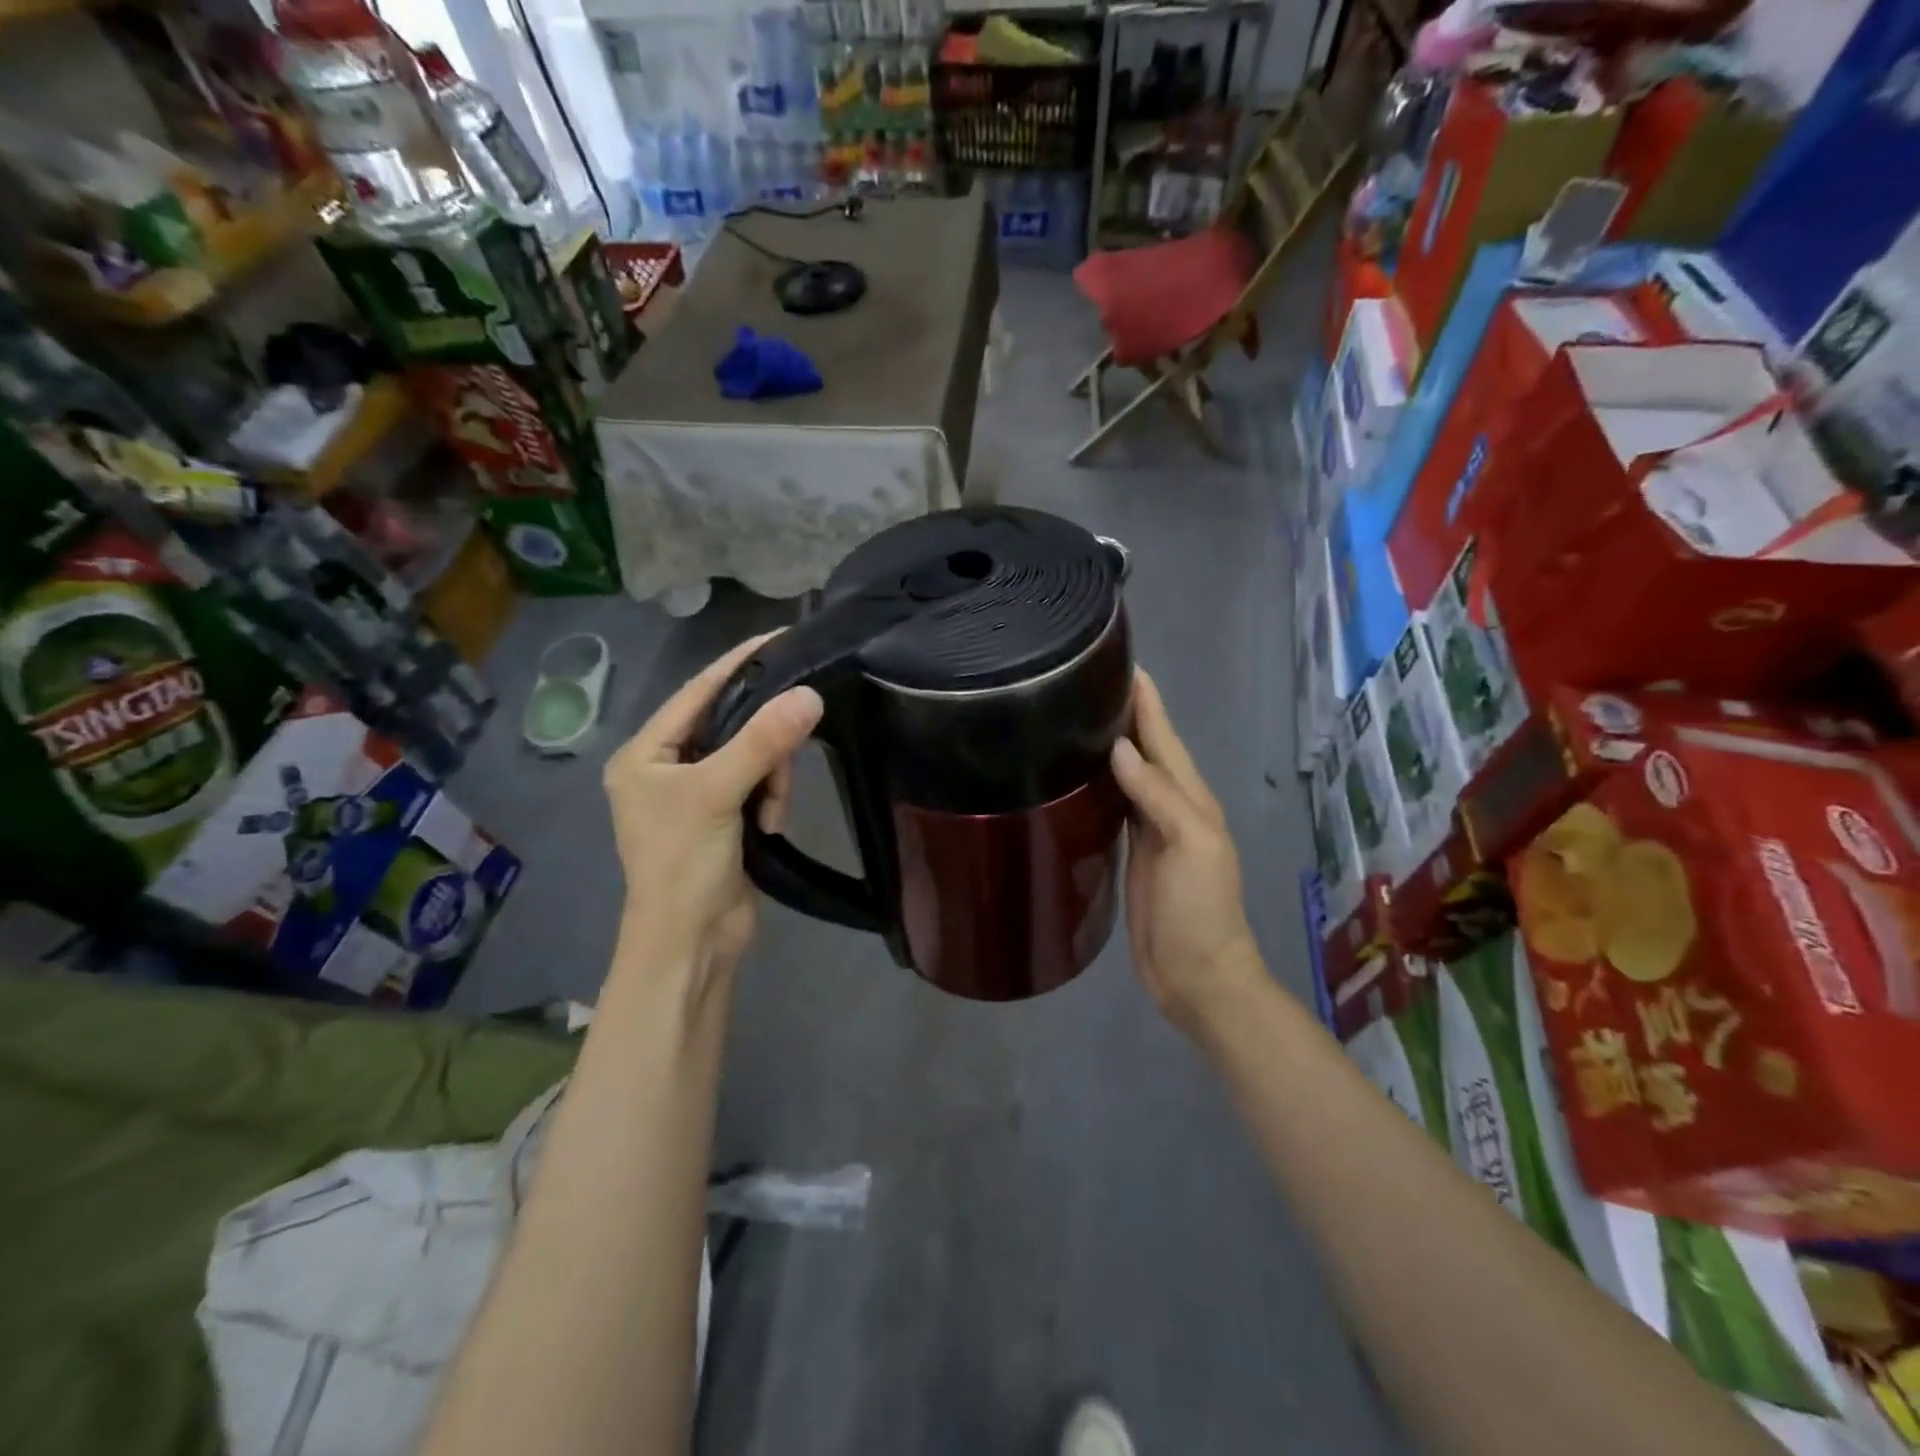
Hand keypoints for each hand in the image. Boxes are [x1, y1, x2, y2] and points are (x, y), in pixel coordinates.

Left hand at [603, 632, 822, 983]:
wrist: (691, 945)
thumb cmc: (684, 865)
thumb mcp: (719, 795)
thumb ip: (763, 742)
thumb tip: (810, 694)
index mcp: (646, 753)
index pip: (697, 691)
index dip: (738, 663)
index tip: (781, 637)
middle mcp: (667, 767)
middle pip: (730, 723)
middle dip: (763, 739)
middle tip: (789, 753)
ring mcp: (697, 794)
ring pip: (751, 755)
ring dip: (771, 777)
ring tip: (771, 811)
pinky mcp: (724, 818)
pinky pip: (758, 784)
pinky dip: (771, 798)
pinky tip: (771, 825)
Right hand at [1110, 670, 1260, 1028]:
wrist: (1196, 975)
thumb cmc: (1199, 910)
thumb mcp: (1191, 847)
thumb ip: (1160, 796)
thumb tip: (1119, 750)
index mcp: (1191, 799)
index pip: (1164, 739)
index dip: (1147, 702)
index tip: (1124, 664)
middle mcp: (1171, 806)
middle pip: (1146, 749)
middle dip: (1126, 713)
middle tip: (1089, 680)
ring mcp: (1150, 831)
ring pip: (1129, 774)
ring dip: (1111, 744)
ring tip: (1079, 716)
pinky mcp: (1131, 853)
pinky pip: (1115, 805)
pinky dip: (1100, 783)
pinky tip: (1079, 774)